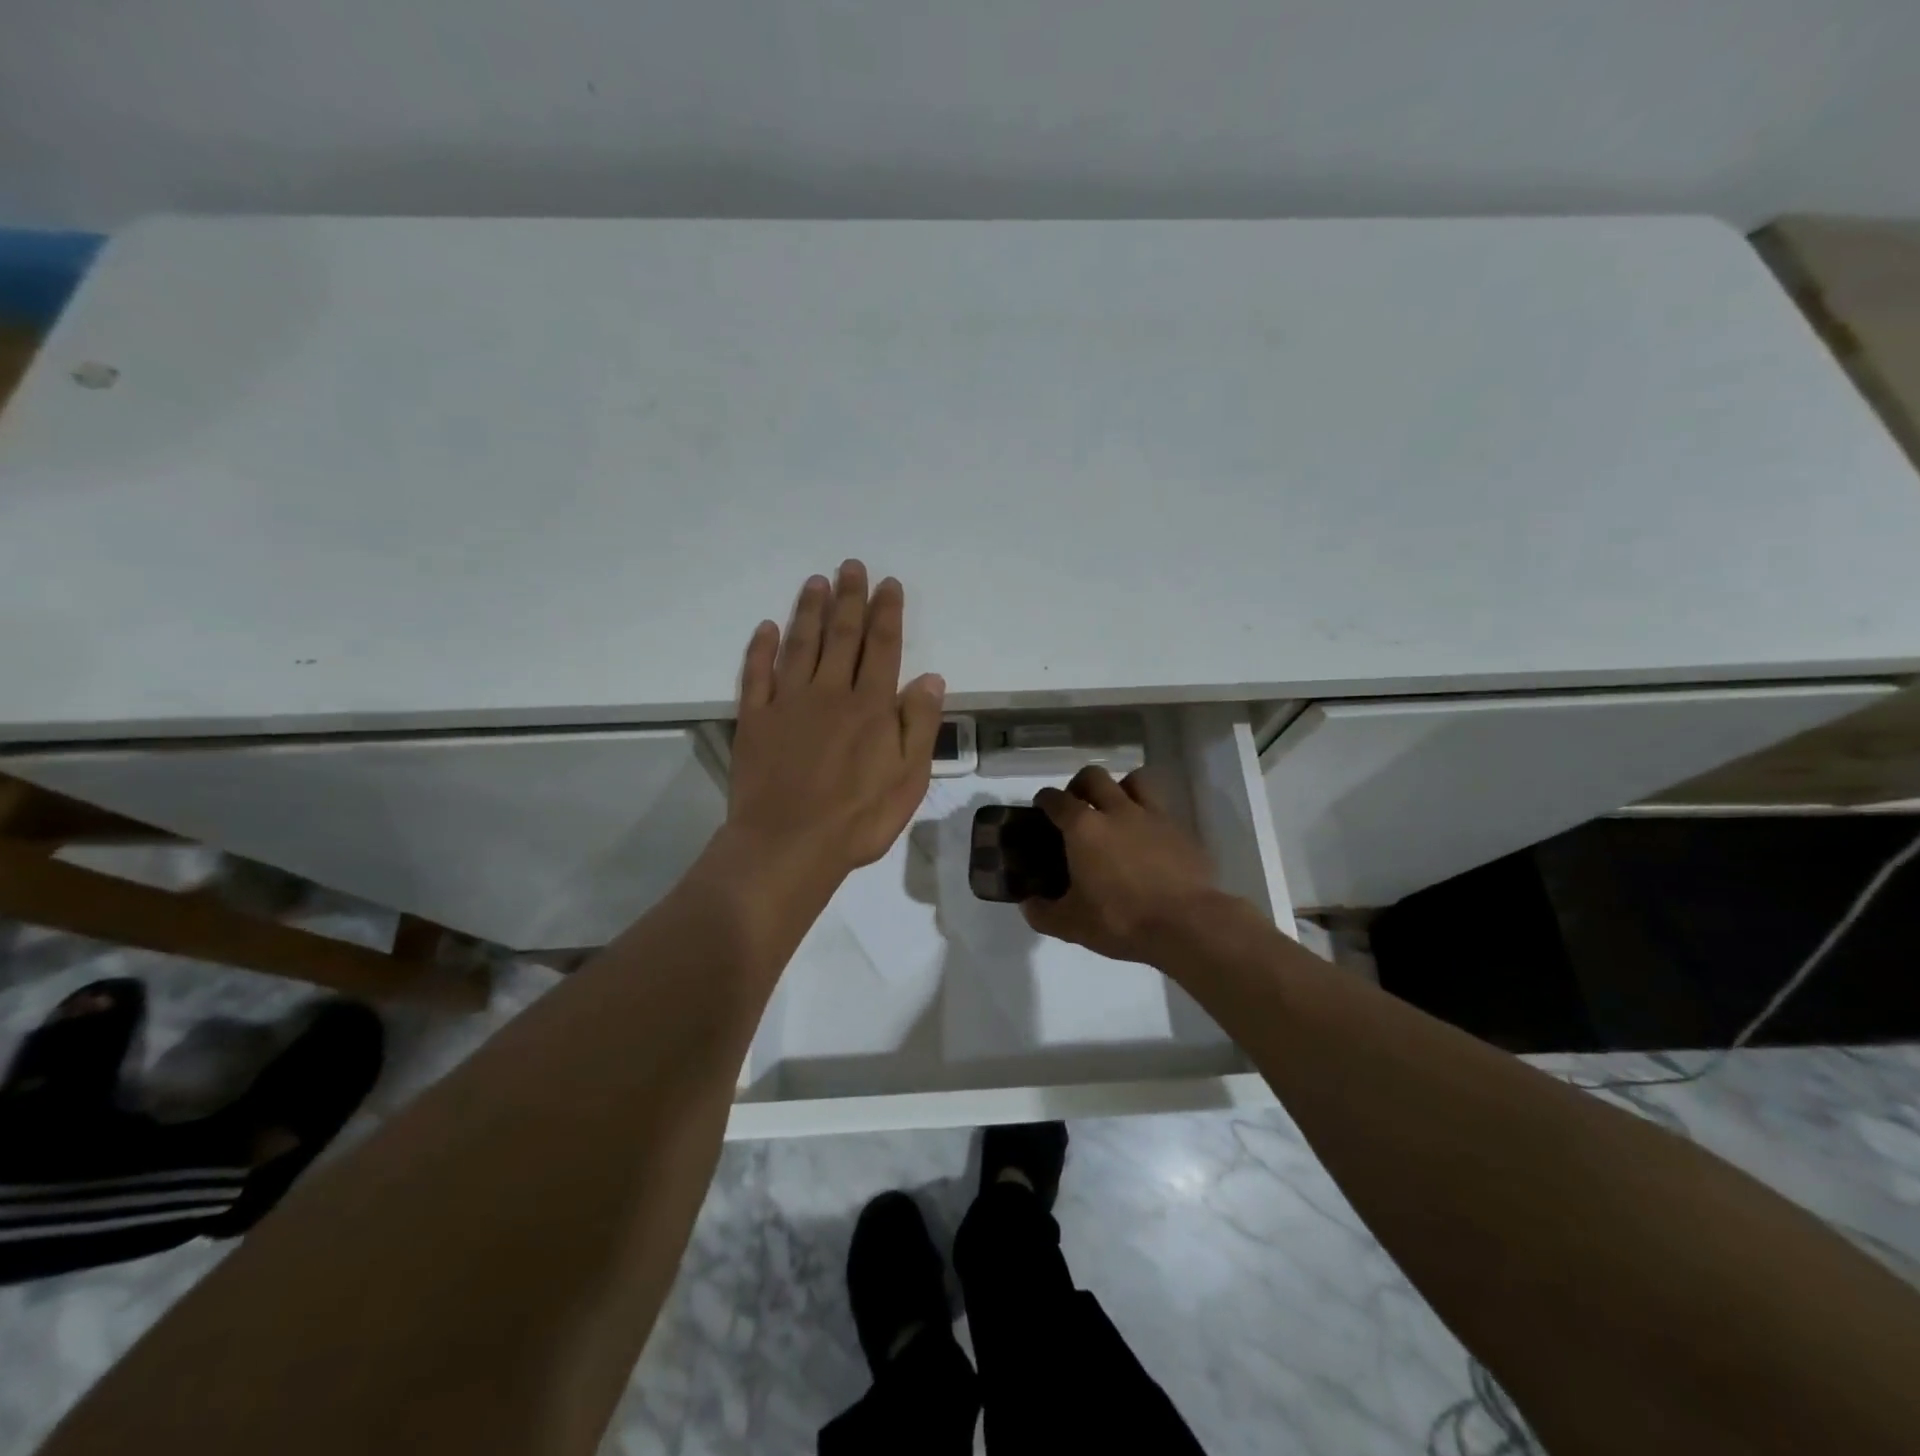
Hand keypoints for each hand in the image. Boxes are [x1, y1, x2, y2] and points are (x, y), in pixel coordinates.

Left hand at [726, 561, 944, 890]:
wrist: (787, 845)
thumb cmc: (857, 819)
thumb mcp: (909, 780)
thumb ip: (919, 726)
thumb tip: (931, 678)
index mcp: (871, 706)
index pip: (883, 647)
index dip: (887, 613)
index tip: (889, 585)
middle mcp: (830, 693)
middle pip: (842, 636)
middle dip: (849, 599)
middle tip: (851, 567)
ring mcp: (788, 703)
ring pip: (800, 645)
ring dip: (809, 611)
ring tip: (816, 582)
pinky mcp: (755, 719)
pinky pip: (757, 674)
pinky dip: (761, 649)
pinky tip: (766, 628)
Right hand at [1020, 765, 1216, 964]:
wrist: (1187, 925)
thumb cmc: (1121, 920)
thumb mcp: (1071, 925)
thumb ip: (1043, 913)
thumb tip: (1028, 905)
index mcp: (1083, 828)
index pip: (1056, 799)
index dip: (1044, 799)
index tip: (1041, 806)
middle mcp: (1116, 811)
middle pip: (1094, 776)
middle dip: (1080, 785)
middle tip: (1077, 806)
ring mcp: (1153, 816)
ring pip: (1134, 780)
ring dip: (1120, 788)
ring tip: (1116, 811)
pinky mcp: (1181, 830)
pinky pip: (1161, 809)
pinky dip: (1150, 816)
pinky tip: (1148, 839)